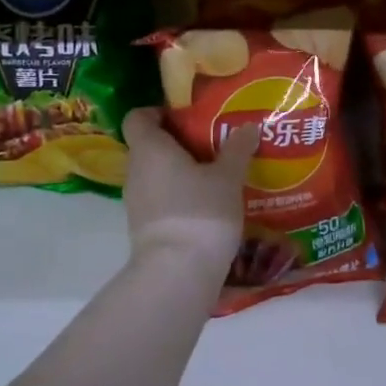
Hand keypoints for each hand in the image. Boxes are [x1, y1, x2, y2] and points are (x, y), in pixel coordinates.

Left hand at [121, 108, 259, 268]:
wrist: (177, 273)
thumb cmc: (201, 212)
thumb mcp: (228, 177)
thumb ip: (237, 149)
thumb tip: (249, 126)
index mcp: (150, 148)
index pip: (138, 117)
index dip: (159, 112)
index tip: (188, 116)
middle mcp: (135, 171)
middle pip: (150, 146)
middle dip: (179, 143)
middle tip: (212, 143)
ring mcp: (136, 201)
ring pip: (156, 174)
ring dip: (180, 172)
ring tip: (215, 174)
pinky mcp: (143, 227)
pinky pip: (160, 199)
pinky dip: (179, 196)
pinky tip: (207, 203)